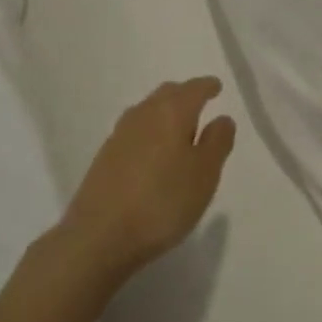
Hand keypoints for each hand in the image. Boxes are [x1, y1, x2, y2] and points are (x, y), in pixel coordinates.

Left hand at [59, 77, 235, 283]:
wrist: (99, 235)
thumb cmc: (163, 202)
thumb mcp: (205, 174)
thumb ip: (217, 142)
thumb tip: (222, 118)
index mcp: (172, 112)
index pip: (193, 89)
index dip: (207, 86)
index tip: (216, 87)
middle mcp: (144, 114)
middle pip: (167, 94)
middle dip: (185, 95)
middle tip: (199, 103)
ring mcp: (120, 134)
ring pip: (148, 110)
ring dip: (165, 112)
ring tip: (178, 127)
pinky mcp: (105, 156)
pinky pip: (134, 130)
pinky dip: (149, 131)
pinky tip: (153, 151)